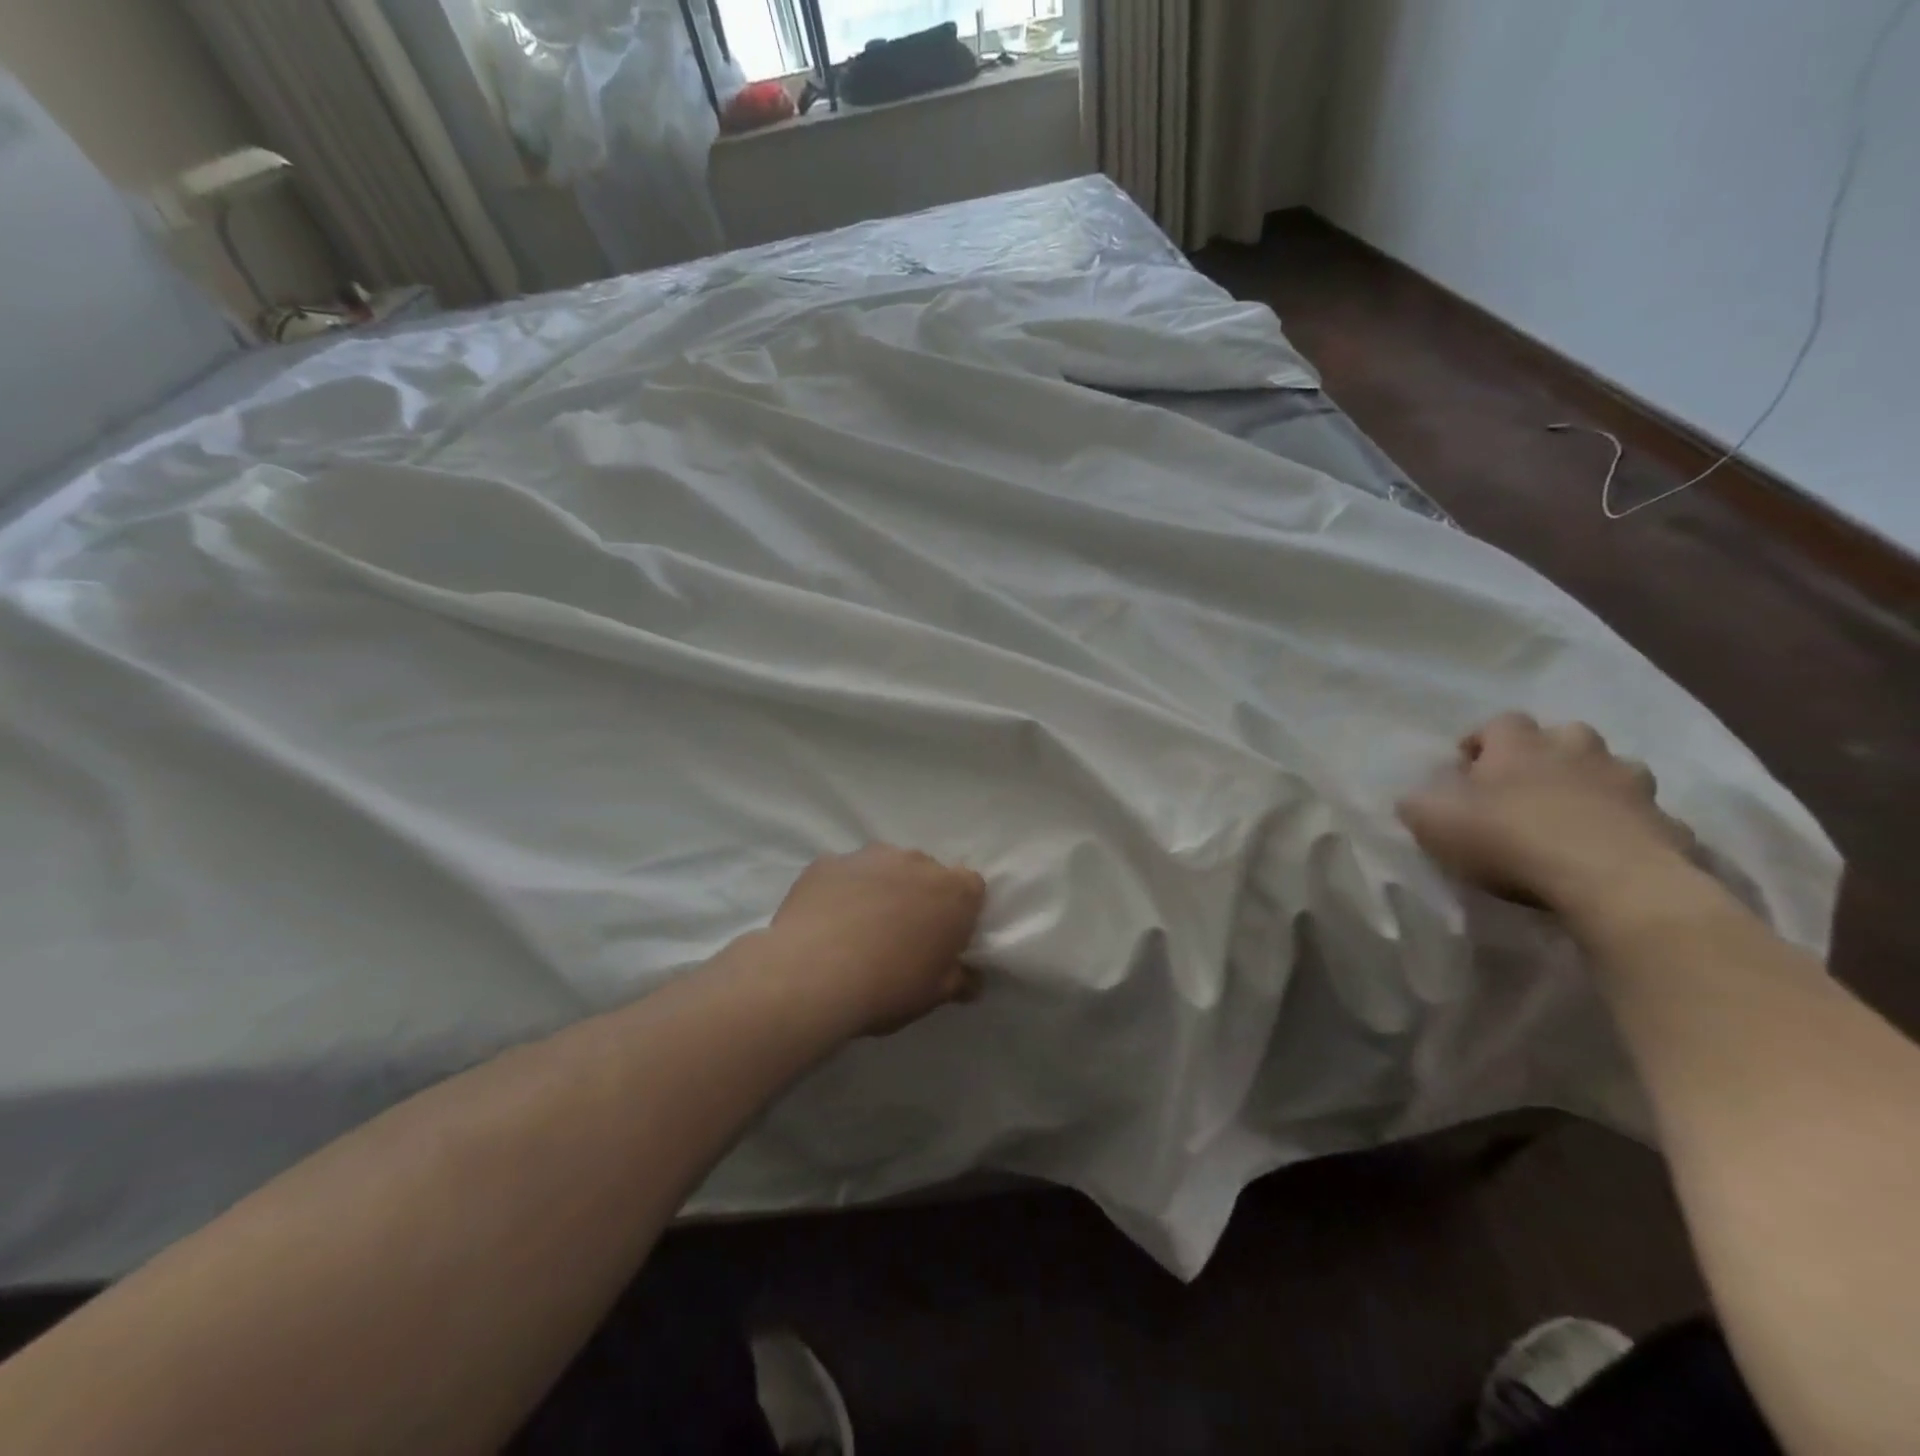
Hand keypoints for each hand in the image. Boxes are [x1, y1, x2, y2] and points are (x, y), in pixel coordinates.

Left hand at [769, 845, 987, 1036]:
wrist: (812, 974)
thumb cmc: (889, 986)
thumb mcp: (934, 995)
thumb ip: (959, 980)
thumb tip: (972, 979)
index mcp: (954, 892)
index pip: (971, 888)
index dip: (959, 912)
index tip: (945, 938)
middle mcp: (916, 862)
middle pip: (927, 873)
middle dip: (919, 897)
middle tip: (902, 936)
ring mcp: (869, 856)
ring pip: (884, 867)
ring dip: (881, 889)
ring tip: (859, 929)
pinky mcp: (827, 862)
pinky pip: (844, 874)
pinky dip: (842, 890)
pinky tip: (826, 922)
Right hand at [1397, 712, 1697, 915]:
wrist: (1610, 880)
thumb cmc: (1509, 839)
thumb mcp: (1434, 822)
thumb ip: (1419, 804)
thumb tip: (1416, 797)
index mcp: (1520, 746)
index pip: (1500, 722)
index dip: (1483, 741)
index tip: (1467, 768)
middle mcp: (1578, 752)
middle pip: (1566, 735)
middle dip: (1549, 754)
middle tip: (1527, 786)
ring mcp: (1631, 785)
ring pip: (1616, 770)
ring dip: (1597, 784)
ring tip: (1577, 817)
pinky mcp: (1669, 825)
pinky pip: (1648, 819)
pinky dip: (1633, 828)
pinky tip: (1617, 853)